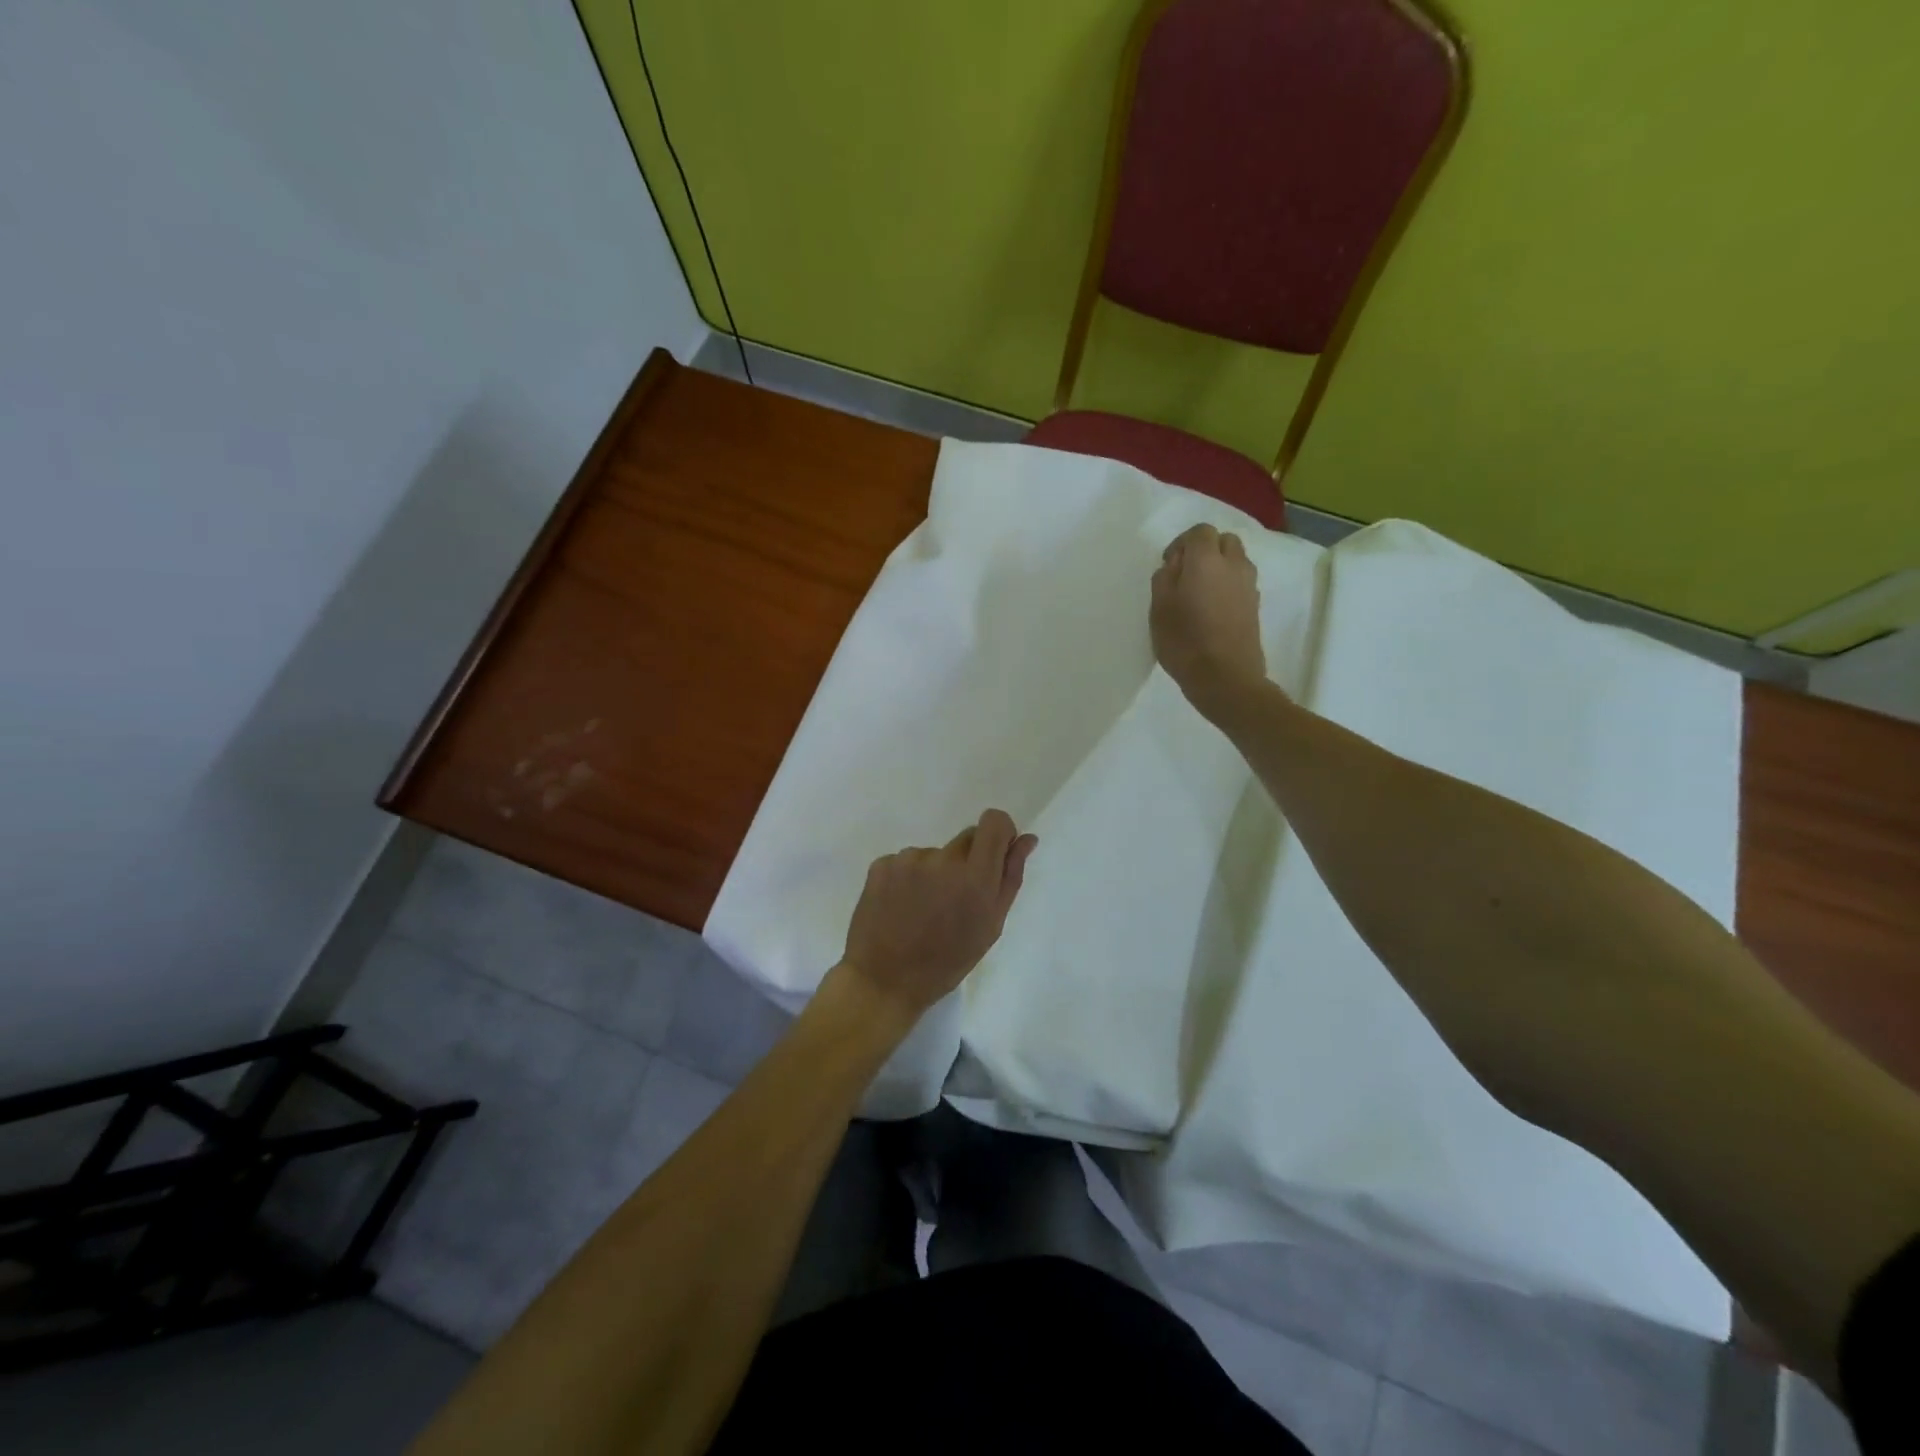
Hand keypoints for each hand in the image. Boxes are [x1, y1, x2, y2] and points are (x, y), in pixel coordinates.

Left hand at [838, 809, 1037, 1025]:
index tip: (994, 855)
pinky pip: (906, 861)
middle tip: (955, 899)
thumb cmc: (947, 961)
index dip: (999, 833)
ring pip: (935, 854)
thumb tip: (1026, 839)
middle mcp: (942, 860)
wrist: (884, 981)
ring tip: (924, 909)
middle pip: (967, 838)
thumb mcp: (990, 926)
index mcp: (975, 877)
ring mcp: (908, 860)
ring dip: (936, 872)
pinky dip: (908, 878)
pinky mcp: (881, 864)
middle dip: (968, 861)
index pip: (994, 822)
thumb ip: (1010, 877)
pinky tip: (902, 907)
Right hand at [1151, 524, 1268, 717]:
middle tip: (1185, 576)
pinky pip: (1241, 582)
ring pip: (1236, 561)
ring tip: (1199, 594)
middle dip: (1205, 551)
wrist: (1225, 678)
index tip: (1169, 566)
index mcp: (1207, 560)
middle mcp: (1234, 565)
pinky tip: (1212, 610)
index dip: (1182, 544)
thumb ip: (1164, 578)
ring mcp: (1249, 585)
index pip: (1200, 532)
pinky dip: (1228, 586)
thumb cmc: (1185, 641)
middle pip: (1224, 541)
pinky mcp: (1255, 606)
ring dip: (1219, 568)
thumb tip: (1175, 565)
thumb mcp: (1159, 609)